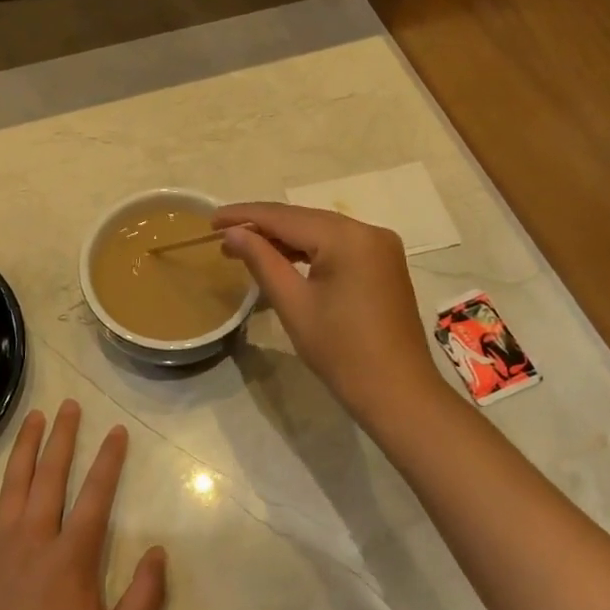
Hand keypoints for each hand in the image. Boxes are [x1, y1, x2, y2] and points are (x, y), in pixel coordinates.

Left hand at [0, 400, 167, 609]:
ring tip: (33, 418)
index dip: (109, 460)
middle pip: (50, 476)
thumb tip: (158, 551)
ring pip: (10, 487)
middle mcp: (33, 541)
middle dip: (63, 437)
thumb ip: (146, 597)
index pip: (96, 494)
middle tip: (69, 405)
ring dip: (23, 449)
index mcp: (71, 557)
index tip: (117, 430)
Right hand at [214, 202, 451, 430]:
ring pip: (321, 231)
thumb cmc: (341, 351)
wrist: (398, 393)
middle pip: (304, 219)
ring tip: (243, 247)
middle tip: (222, 235)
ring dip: (284, 238)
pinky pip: (338, 246)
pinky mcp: (383, 263)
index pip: (285, 216)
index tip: (211, 219)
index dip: (245, 216)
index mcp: (347, 237)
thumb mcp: (293, 304)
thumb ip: (261, 260)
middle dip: (262, 226)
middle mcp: (368, 231)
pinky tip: (282, 257)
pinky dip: (308, 249)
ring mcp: (380, 246)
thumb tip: (232, 233)